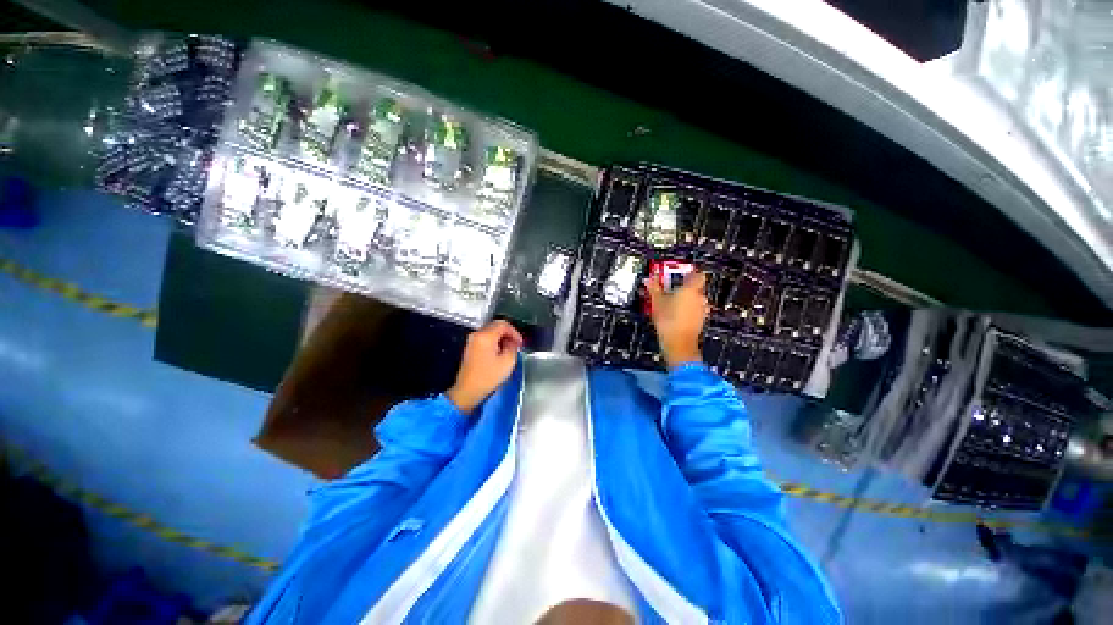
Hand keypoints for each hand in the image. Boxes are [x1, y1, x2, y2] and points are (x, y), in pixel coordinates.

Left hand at [446, 319, 523, 413]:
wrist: (468, 390)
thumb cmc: (488, 377)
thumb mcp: (508, 362)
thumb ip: (512, 347)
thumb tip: (512, 342)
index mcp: (486, 336)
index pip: (503, 324)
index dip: (514, 332)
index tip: (520, 343)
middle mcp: (477, 335)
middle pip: (496, 326)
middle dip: (508, 334)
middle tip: (516, 345)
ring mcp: (472, 341)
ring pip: (490, 332)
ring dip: (501, 338)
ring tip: (509, 349)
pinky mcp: (470, 348)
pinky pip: (485, 338)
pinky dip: (494, 342)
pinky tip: (499, 353)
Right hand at [644, 271, 708, 368]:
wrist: (678, 342)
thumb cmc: (668, 319)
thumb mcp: (656, 302)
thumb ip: (654, 288)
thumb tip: (648, 279)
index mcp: (690, 289)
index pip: (698, 275)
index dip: (690, 273)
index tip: (681, 275)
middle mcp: (700, 297)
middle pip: (696, 287)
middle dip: (685, 288)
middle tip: (671, 290)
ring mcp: (702, 310)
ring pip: (696, 299)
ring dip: (687, 300)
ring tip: (673, 303)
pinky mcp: (701, 321)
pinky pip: (696, 310)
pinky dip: (688, 310)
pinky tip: (677, 315)